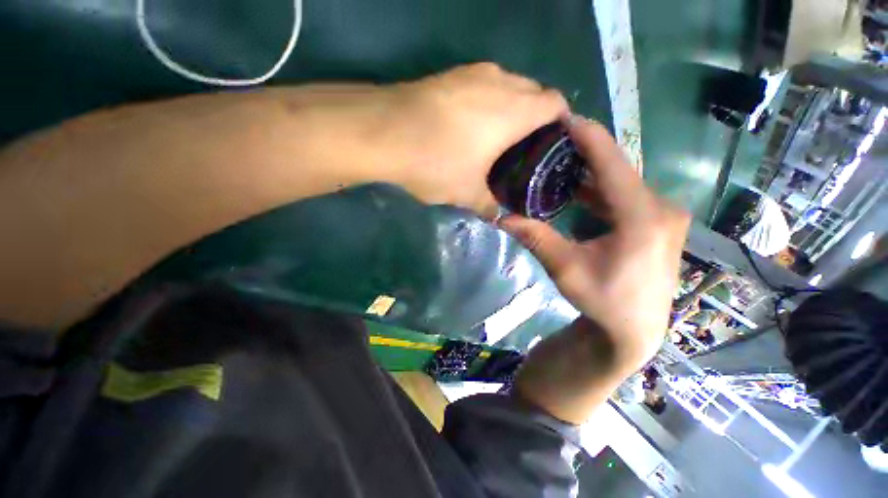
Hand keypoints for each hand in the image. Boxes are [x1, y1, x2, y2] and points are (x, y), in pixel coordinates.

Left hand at [378, 63, 567, 217]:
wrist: (383, 133)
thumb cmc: (436, 163)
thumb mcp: (466, 192)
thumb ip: (488, 205)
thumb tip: (497, 217)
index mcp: (515, 110)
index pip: (556, 103)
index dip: (560, 121)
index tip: (551, 143)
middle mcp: (500, 82)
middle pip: (533, 91)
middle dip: (534, 115)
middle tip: (521, 146)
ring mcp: (472, 73)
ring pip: (506, 85)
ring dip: (508, 106)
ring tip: (495, 136)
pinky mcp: (449, 74)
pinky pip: (481, 84)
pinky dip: (485, 101)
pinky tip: (468, 125)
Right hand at [499, 117, 689, 371]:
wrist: (633, 329)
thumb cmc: (603, 301)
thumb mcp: (565, 268)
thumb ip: (535, 237)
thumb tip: (499, 217)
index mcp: (642, 218)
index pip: (612, 165)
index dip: (588, 137)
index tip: (564, 117)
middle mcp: (661, 208)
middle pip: (618, 170)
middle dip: (585, 152)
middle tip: (552, 141)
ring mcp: (663, 215)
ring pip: (621, 182)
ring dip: (591, 172)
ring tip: (559, 161)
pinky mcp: (658, 222)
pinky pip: (625, 196)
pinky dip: (600, 190)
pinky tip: (577, 189)